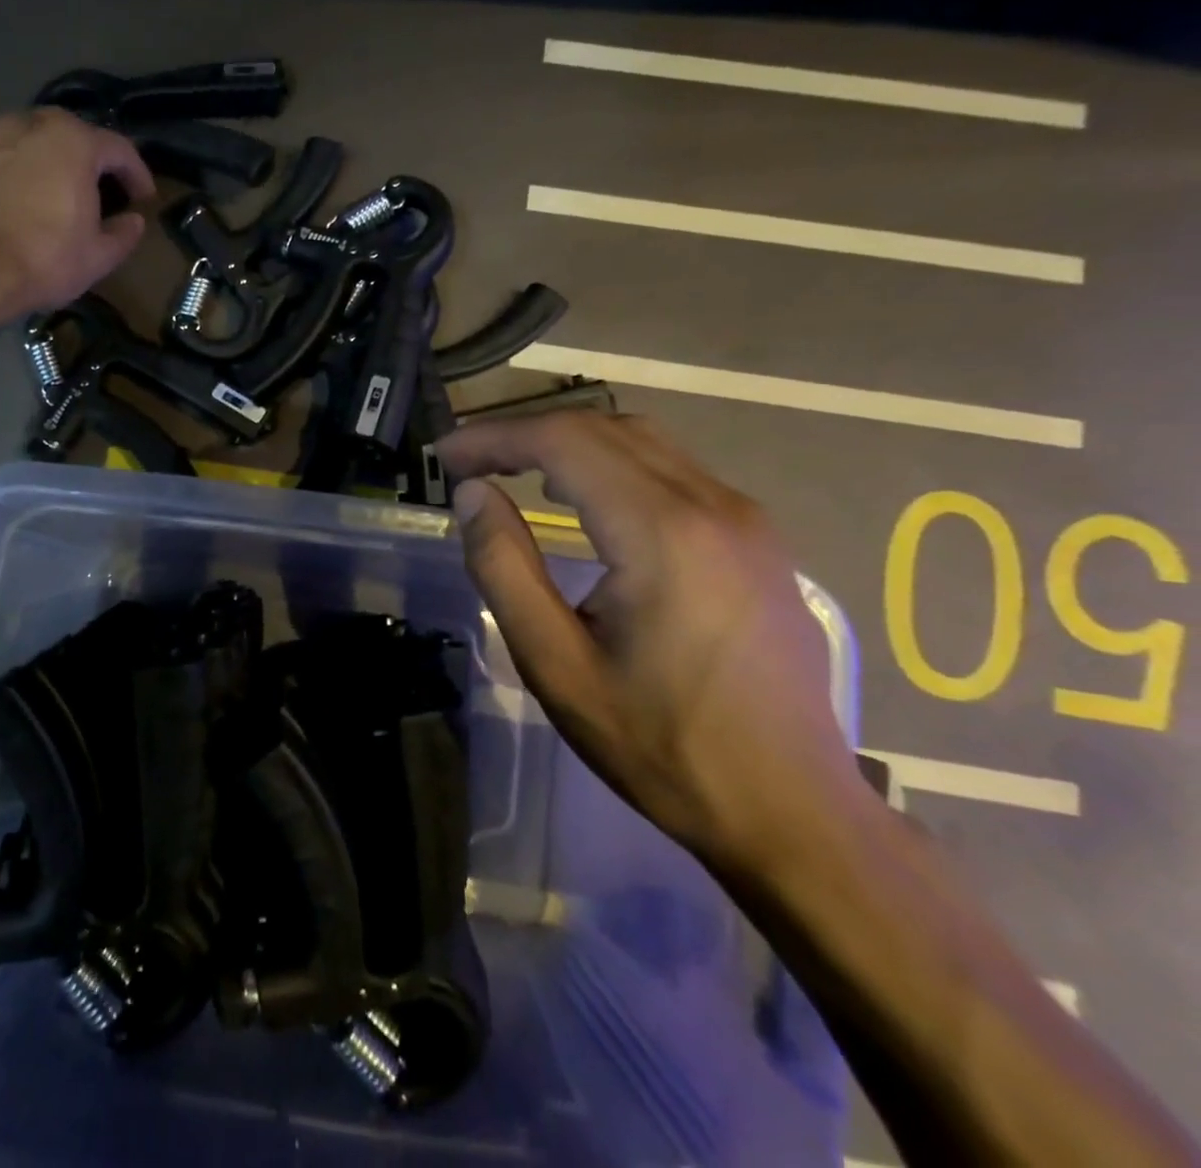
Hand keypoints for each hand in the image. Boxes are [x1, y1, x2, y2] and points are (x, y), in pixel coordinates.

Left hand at [0, 108, 155, 317]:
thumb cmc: (44, 259)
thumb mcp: (98, 257)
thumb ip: (123, 234)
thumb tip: (133, 222)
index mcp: (73, 141)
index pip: (119, 149)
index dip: (136, 174)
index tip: (143, 198)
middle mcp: (27, 124)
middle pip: (68, 135)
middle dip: (86, 160)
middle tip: (94, 190)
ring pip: (24, 143)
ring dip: (41, 164)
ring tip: (47, 195)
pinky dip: (4, 178)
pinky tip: (6, 207)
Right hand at [438, 412, 862, 875]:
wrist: (793, 811)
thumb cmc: (661, 745)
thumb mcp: (556, 665)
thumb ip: (504, 568)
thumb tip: (473, 494)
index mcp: (662, 533)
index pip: (564, 441)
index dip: (496, 437)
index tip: (446, 457)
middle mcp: (713, 505)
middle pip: (603, 428)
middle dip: (525, 434)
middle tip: (469, 462)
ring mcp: (745, 519)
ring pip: (641, 442)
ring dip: (569, 443)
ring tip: (513, 471)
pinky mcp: (758, 539)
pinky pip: (673, 470)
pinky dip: (612, 464)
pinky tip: (585, 498)